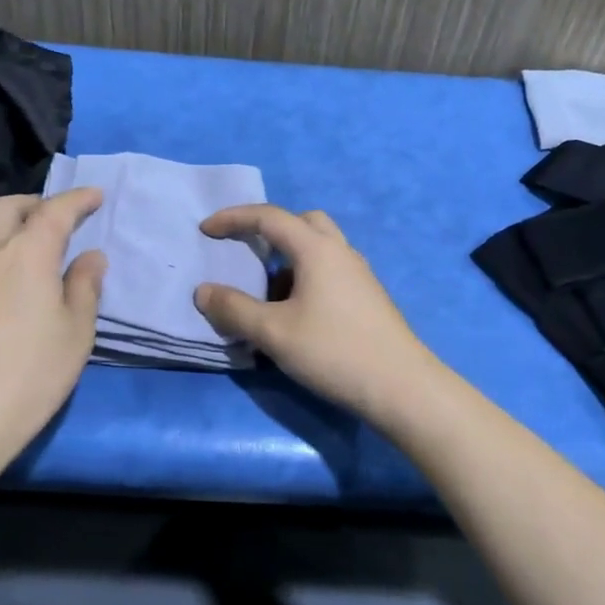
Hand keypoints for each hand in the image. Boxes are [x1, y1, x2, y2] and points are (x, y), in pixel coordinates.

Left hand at [0, 189, 105, 481]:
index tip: (95, 195)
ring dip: (11, 232)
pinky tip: (3, 295)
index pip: (54, 211)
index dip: (77, 199)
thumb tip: (90, 257)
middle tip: (59, 217)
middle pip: (7, 209)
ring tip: (33, 256)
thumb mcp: (74, 336)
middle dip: (36, 203)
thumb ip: (84, 289)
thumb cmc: (26, 379)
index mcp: (25, 256)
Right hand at [194, 204, 441, 425]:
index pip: (269, 217)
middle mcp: (341, 252)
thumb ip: (234, 309)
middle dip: (269, 230)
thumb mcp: (274, 333)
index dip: (233, 218)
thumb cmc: (334, 352)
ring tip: (266, 293)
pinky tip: (296, 313)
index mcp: (317, 249)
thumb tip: (203, 291)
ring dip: (288, 258)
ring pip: (319, 248)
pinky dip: (305, 278)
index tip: (205, 229)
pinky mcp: (367, 297)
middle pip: (302, 222)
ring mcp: (359, 274)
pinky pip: (329, 271)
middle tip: (246, 251)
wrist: (402, 387)